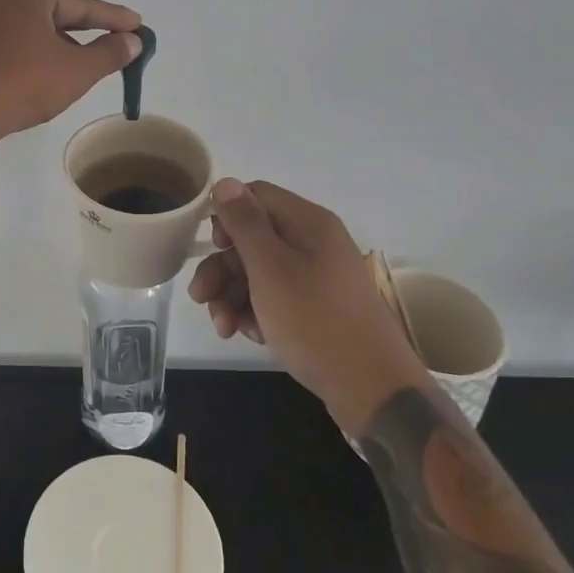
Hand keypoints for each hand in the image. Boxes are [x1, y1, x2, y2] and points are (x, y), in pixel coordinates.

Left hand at [0, 0, 142, 136]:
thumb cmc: (20, 84)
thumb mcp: (75, 71)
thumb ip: (110, 52)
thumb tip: (133, 41)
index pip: (80, 4)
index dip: (113, 18)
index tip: (137, 25)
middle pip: (52, 10)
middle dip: (82, 30)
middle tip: (112, 43)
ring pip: (27, 23)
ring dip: (54, 42)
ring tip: (77, 64)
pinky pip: (4, 34)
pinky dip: (26, 47)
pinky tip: (39, 67)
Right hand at [189, 178, 415, 431]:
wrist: (373, 390)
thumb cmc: (315, 321)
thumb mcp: (270, 269)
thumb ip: (245, 224)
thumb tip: (225, 182)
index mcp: (308, 223)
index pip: (257, 196)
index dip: (228, 216)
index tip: (212, 247)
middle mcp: (314, 243)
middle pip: (254, 238)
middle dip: (222, 268)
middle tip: (200, 297)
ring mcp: (318, 278)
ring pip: (260, 273)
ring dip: (233, 296)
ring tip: (223, 327)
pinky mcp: (317, 309)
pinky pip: (276, 299)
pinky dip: (257, 314)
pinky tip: (250, 336)